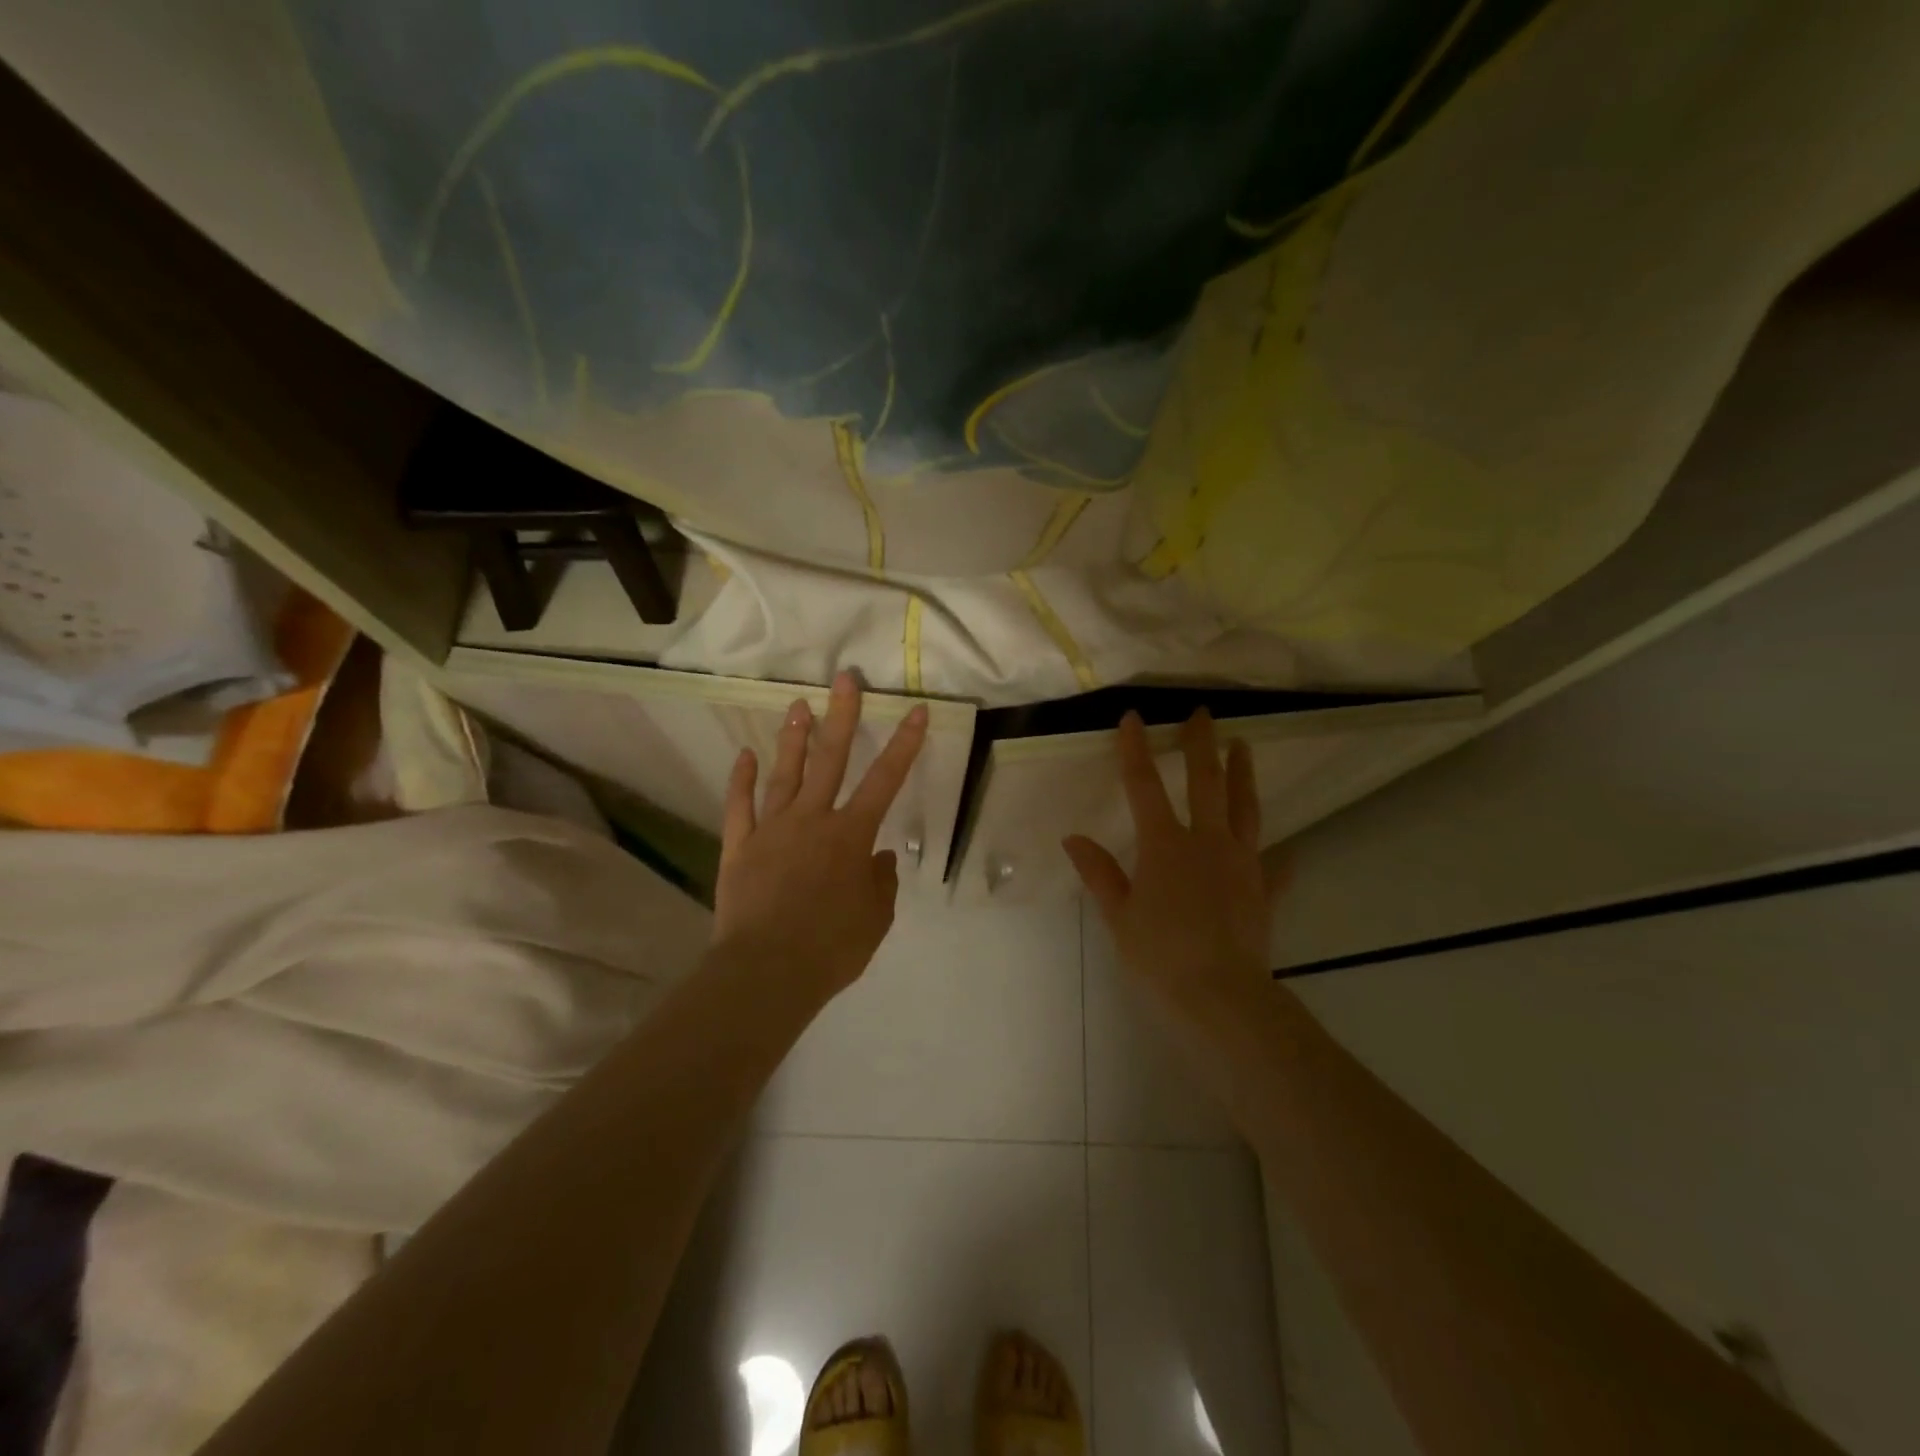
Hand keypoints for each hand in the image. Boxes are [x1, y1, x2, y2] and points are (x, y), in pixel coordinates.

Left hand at [714, 672, 928, 999]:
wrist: (767, 971)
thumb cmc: (832, 948)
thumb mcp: (875, 919)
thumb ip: (881, 883)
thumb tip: (880, 858)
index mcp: (851, 835)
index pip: (885, 780)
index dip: (904, 744)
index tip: (915, 710)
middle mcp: (813, 820)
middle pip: (831, 759)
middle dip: (842, 716)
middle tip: (845, 678)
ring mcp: (772, 829)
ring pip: (785, 773)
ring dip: (794, 738)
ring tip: (798, 705)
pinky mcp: (740, 846)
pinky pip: (740, 805)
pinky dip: (742, 779)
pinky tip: (745, 755)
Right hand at [1063, 709, 1287, 1052]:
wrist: (1221, 995)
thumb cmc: (1160, 954)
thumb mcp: (1119, 915)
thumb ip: (1099, 873)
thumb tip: (1073, 838)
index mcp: (1165, 845)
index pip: (1144, 786)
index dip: (1135, 749)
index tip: (1134, 717)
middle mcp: (1206, 842)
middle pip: (1205, 782)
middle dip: (1201, 744)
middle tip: (1203, 713)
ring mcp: (1241, 863)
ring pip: (1245, 808)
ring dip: (1243, 774)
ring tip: (1245, 746)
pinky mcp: (1263, 890)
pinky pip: (1273, 865)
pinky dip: (1277, 855)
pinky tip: (1288, 851)